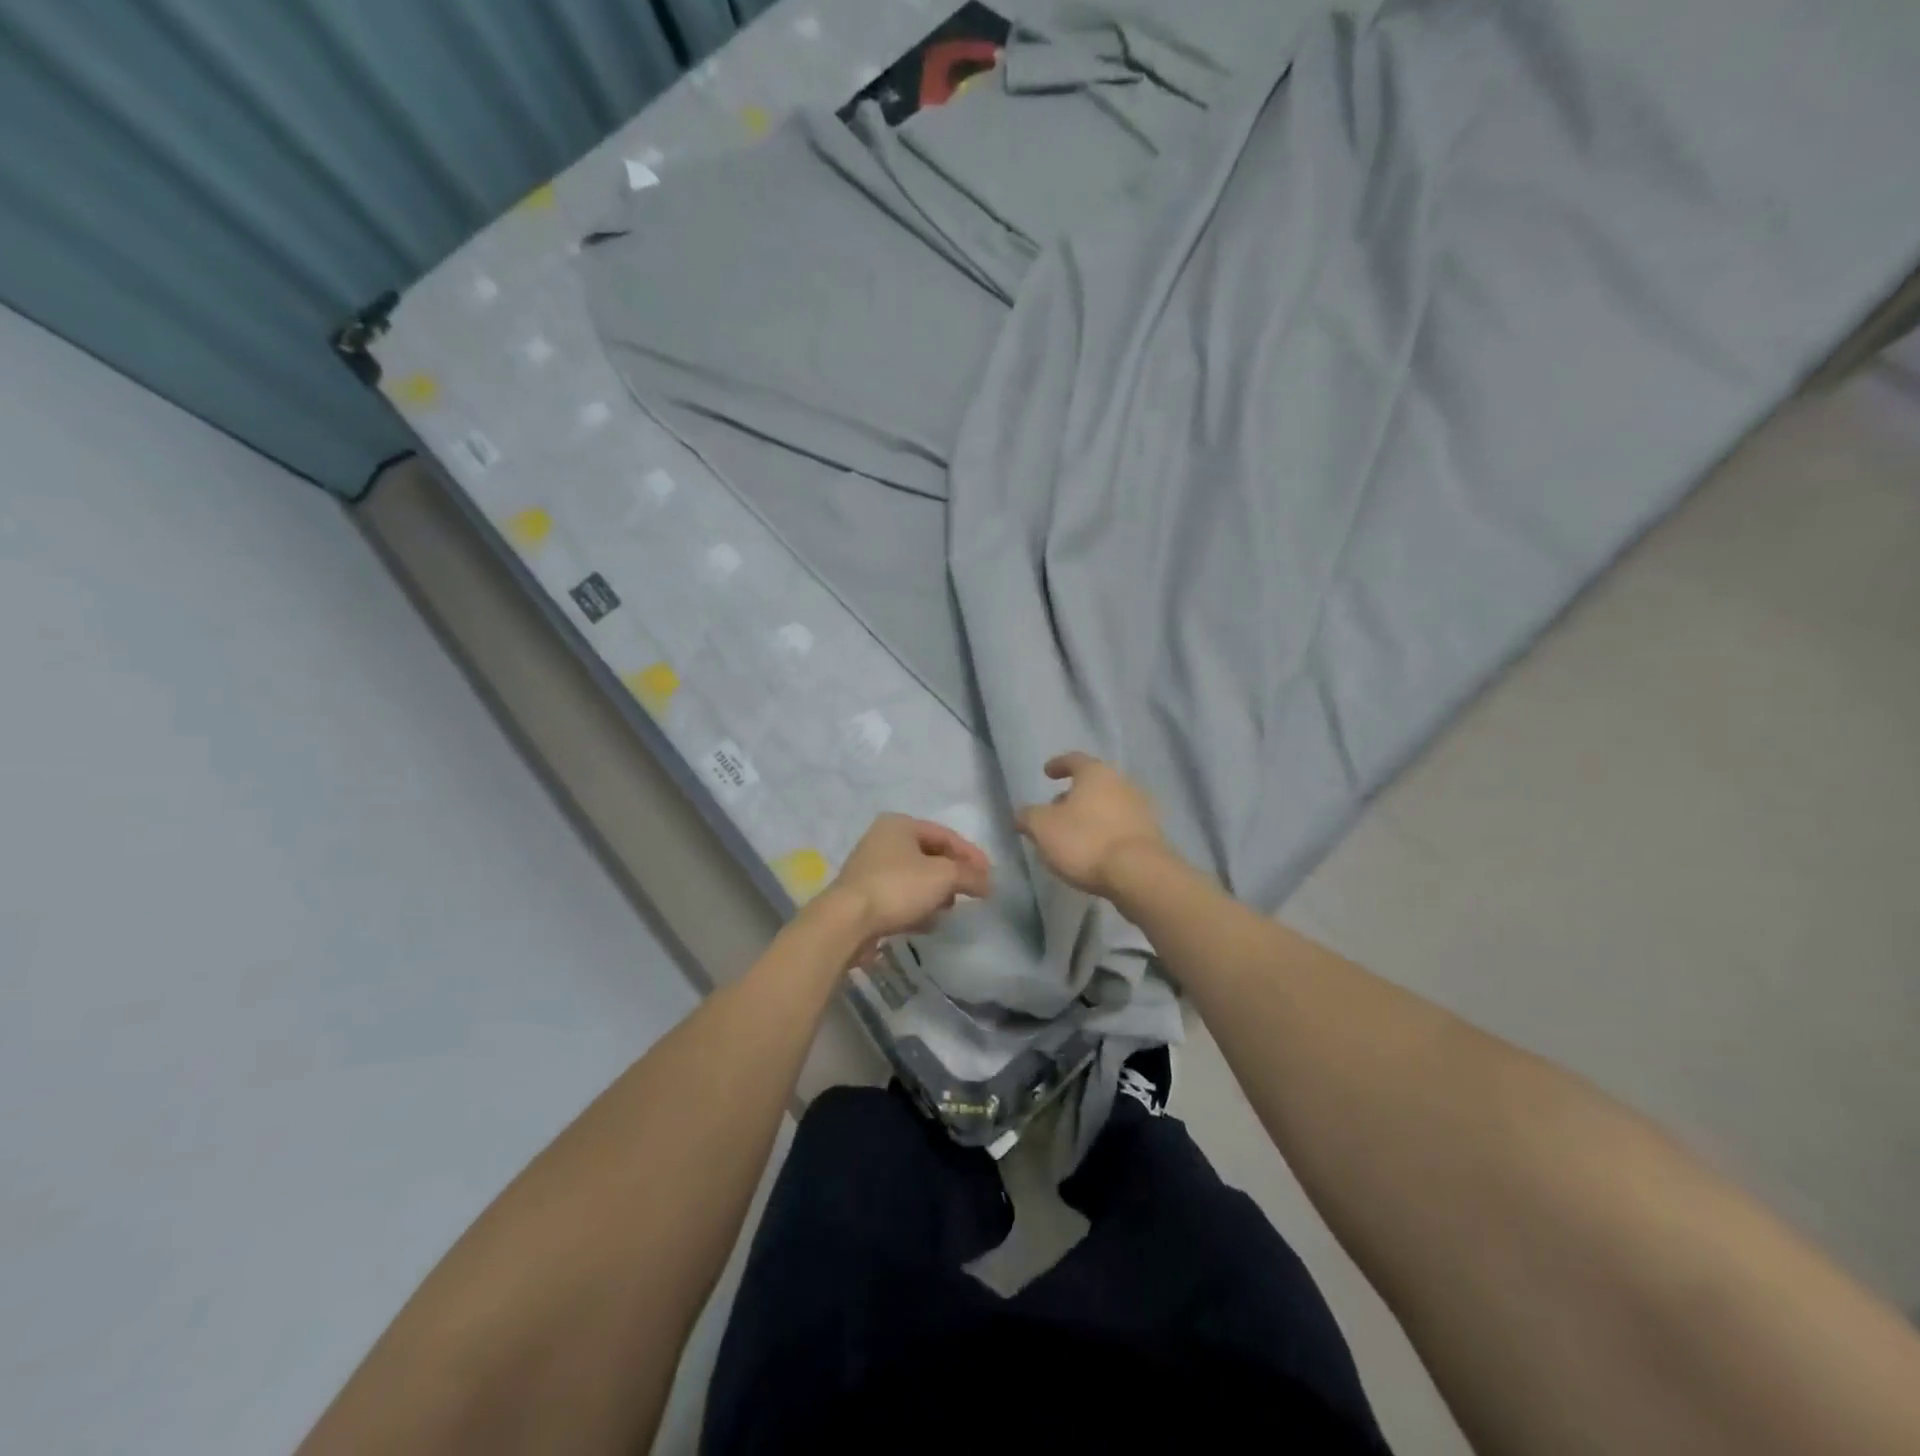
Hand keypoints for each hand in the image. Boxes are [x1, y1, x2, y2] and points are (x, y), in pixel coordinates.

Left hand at [818, 813, 992, 962]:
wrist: (847, 921)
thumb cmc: (898, 887)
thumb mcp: (943, 876)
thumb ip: (969, 875)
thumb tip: (987, 883)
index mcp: (900, 824)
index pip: (946, 835)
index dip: (971, 855)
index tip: (989, 877)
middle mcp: (883, 840)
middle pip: (930, 856)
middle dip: (952, 876)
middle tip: (970, 893)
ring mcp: (871, 868)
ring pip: (915, 878)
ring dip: (935, 894)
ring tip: (947, 911)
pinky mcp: (864, 895)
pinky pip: (900, 897)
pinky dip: (916, 907)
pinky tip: (926, 924)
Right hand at [1015, 751, 1171, 898]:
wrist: (1139, 873)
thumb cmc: (1085, 841)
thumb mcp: (1042, 828)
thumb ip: (1028, 817)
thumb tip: (1022, 814)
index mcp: (1095, 774)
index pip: (1074, 760)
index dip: (1058, 764)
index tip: (1047, 772)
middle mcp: (1122, 784)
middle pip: (1093, 784)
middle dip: (1073, 795)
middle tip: (1055, 810)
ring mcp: (1140, 809)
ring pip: (1108, 806)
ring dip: (1089, 815)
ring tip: (1071, 835)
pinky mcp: (1150, 835)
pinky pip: (1120, 827)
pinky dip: (1104, 833)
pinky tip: (1093, 851)